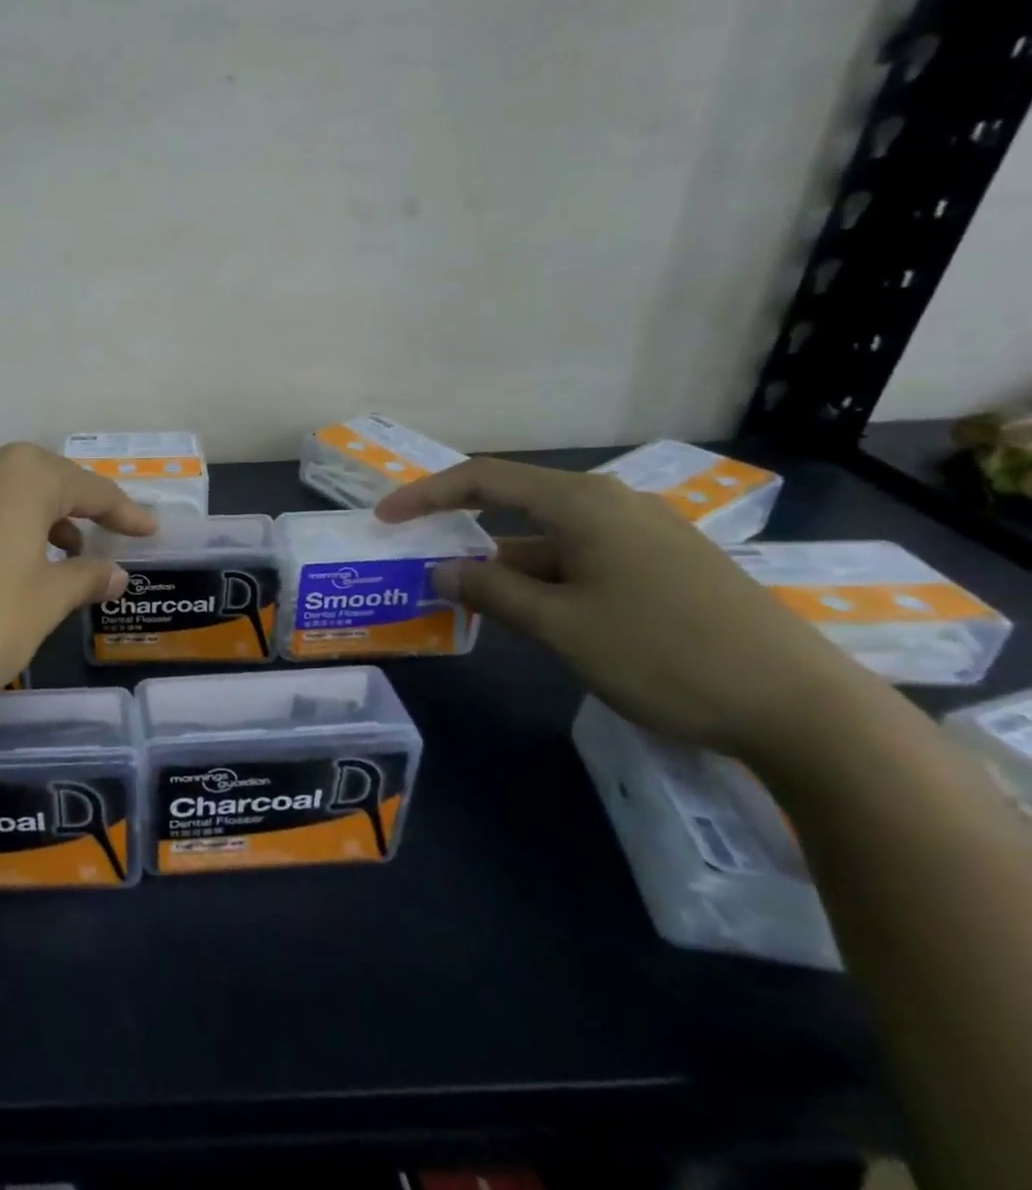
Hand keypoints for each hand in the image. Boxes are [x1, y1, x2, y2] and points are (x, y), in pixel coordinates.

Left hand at [0, 443, 156, 731]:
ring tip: (57, 557)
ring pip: (2, 493)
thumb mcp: (46, 601)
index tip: (150, 531)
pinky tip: (5, 562)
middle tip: (102, 542)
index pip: (88, 488)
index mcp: (21, 472)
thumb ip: (86, 576)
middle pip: (42, 482)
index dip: (124, 512)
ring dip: (35, 519)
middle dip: (75, 511)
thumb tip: (115, 573)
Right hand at [376, 456, 875, 760]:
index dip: (426, 495)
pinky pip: (583, 561)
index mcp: (584, 503)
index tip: (386, 519)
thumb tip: (441, 571)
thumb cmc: (664, 654)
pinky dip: (544, 580)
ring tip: (468, 601)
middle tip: (420, 562)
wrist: (804, 709)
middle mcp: (613, 505)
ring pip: (550, 541)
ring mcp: (645, 537)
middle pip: (516, 506)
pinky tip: (532, 615)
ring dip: (504, 566)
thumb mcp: (561, 625)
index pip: (484, 480)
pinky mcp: (666, 569)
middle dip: (463, 533)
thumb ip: (492, 591)